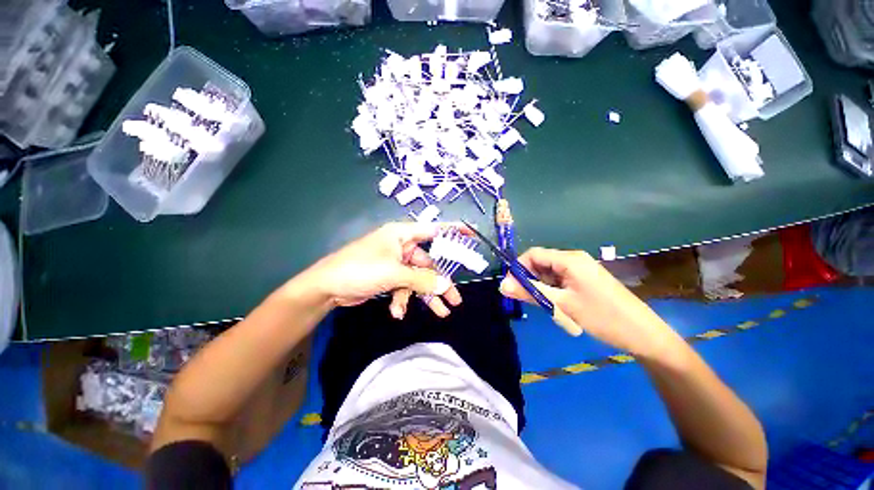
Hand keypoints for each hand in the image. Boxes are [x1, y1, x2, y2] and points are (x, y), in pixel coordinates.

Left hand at [303, 222, 462, 317]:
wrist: (327, 288)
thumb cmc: (361, 269)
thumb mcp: (394, 273)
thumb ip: (422, 280)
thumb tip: (447, 286)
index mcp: (402, 234)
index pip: (434, 229)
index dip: (454, 231)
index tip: (472, 235)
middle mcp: (402, 246)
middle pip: (429, 264)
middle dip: (441, 282)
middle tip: (455, 299)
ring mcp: (396, 262)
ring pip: (419, 279)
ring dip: (425, 296)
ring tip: (441, 313)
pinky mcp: (389, 277)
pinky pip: (405, 287)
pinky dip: (403, 299)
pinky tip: (397, 312)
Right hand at [499, 248, 677, 356]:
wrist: (642, 334)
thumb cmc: (601, 316)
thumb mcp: (561, 304)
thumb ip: (530, 292)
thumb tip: (502, 286)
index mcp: (569, 259)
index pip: (533, 254)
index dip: (518, 268)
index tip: (510, 286)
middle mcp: (573, 259)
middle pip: (540, 263)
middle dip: (529, 279)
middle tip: (525, 299)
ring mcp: (580, 270)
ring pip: (549, 274)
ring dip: (541, 287)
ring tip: (544, 305)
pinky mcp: (584, 280)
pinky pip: (560, 281)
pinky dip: (552, 291)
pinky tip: (556, 305)